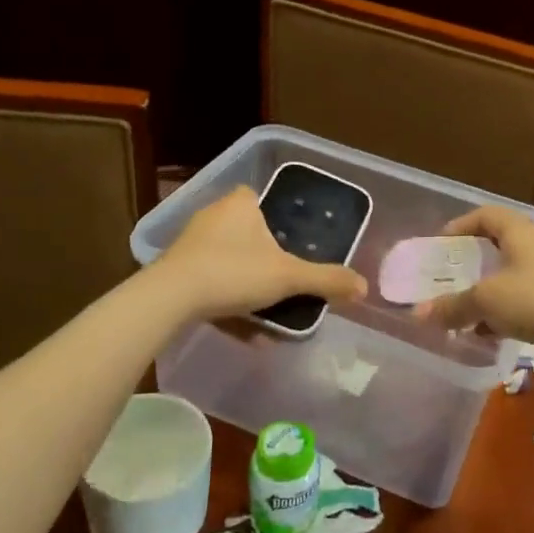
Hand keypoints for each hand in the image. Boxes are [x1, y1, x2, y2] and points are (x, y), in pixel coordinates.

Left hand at [158, 185, 367, 319]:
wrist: (170, 299)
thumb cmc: (233, 272)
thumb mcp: (288, 277)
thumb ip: (325, 280)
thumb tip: (364, 287)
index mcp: (240, 203)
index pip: (260, 199)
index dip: (277, 219)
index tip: (292, 245)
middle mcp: (213, 216)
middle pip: (247, 234)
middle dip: (266, 262)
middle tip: (285, 284)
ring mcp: (191, 243)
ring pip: (230, 263)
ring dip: (249, 290)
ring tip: (269, 318)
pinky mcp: (175, 270)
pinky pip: (211, 284)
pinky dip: (229, 304)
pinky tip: (246, 333)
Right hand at [413, 204, 533, 358]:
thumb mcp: (486, 300)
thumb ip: (451, 305)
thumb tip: (418, 314)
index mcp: (520, 233)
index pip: (487, 215)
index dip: (461, 225)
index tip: (440, 244)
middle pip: (497, 245)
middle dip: (470, 261)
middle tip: (447, 275)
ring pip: (507, 276)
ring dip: (483, 290)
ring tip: (460, 306)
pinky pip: (519, 301)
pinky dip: (499, 312)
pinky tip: (483, 332)